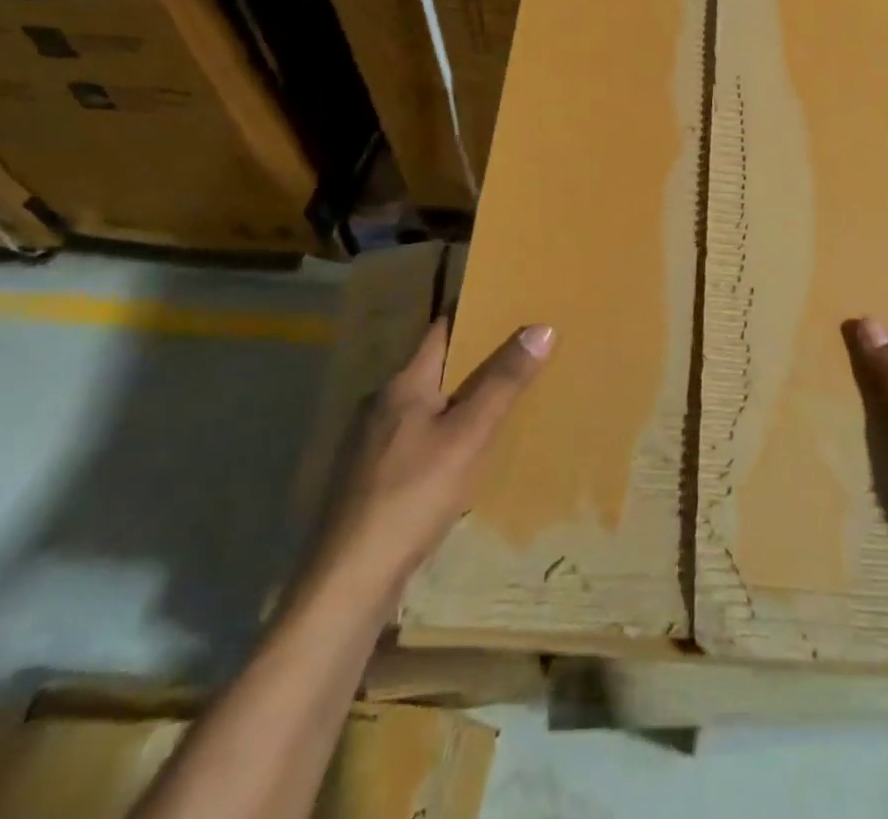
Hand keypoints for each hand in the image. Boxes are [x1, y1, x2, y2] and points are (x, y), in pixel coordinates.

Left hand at [330, 318, 554, 579]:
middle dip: (472, 360)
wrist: (346, 583)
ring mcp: (368, 444)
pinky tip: (459, 457)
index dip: (473, 314)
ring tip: (496, 403)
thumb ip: (503, 383)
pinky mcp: (366, 480)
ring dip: (456, 399)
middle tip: (517, 354)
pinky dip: (440, 433)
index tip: (507, 305)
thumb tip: (540, 327)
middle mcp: (380, 405)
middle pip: (432, 367)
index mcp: (402, 385)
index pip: (441, 330)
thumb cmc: (412, 497)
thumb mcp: (468, 436)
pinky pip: (413, 438)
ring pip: (422, 406)